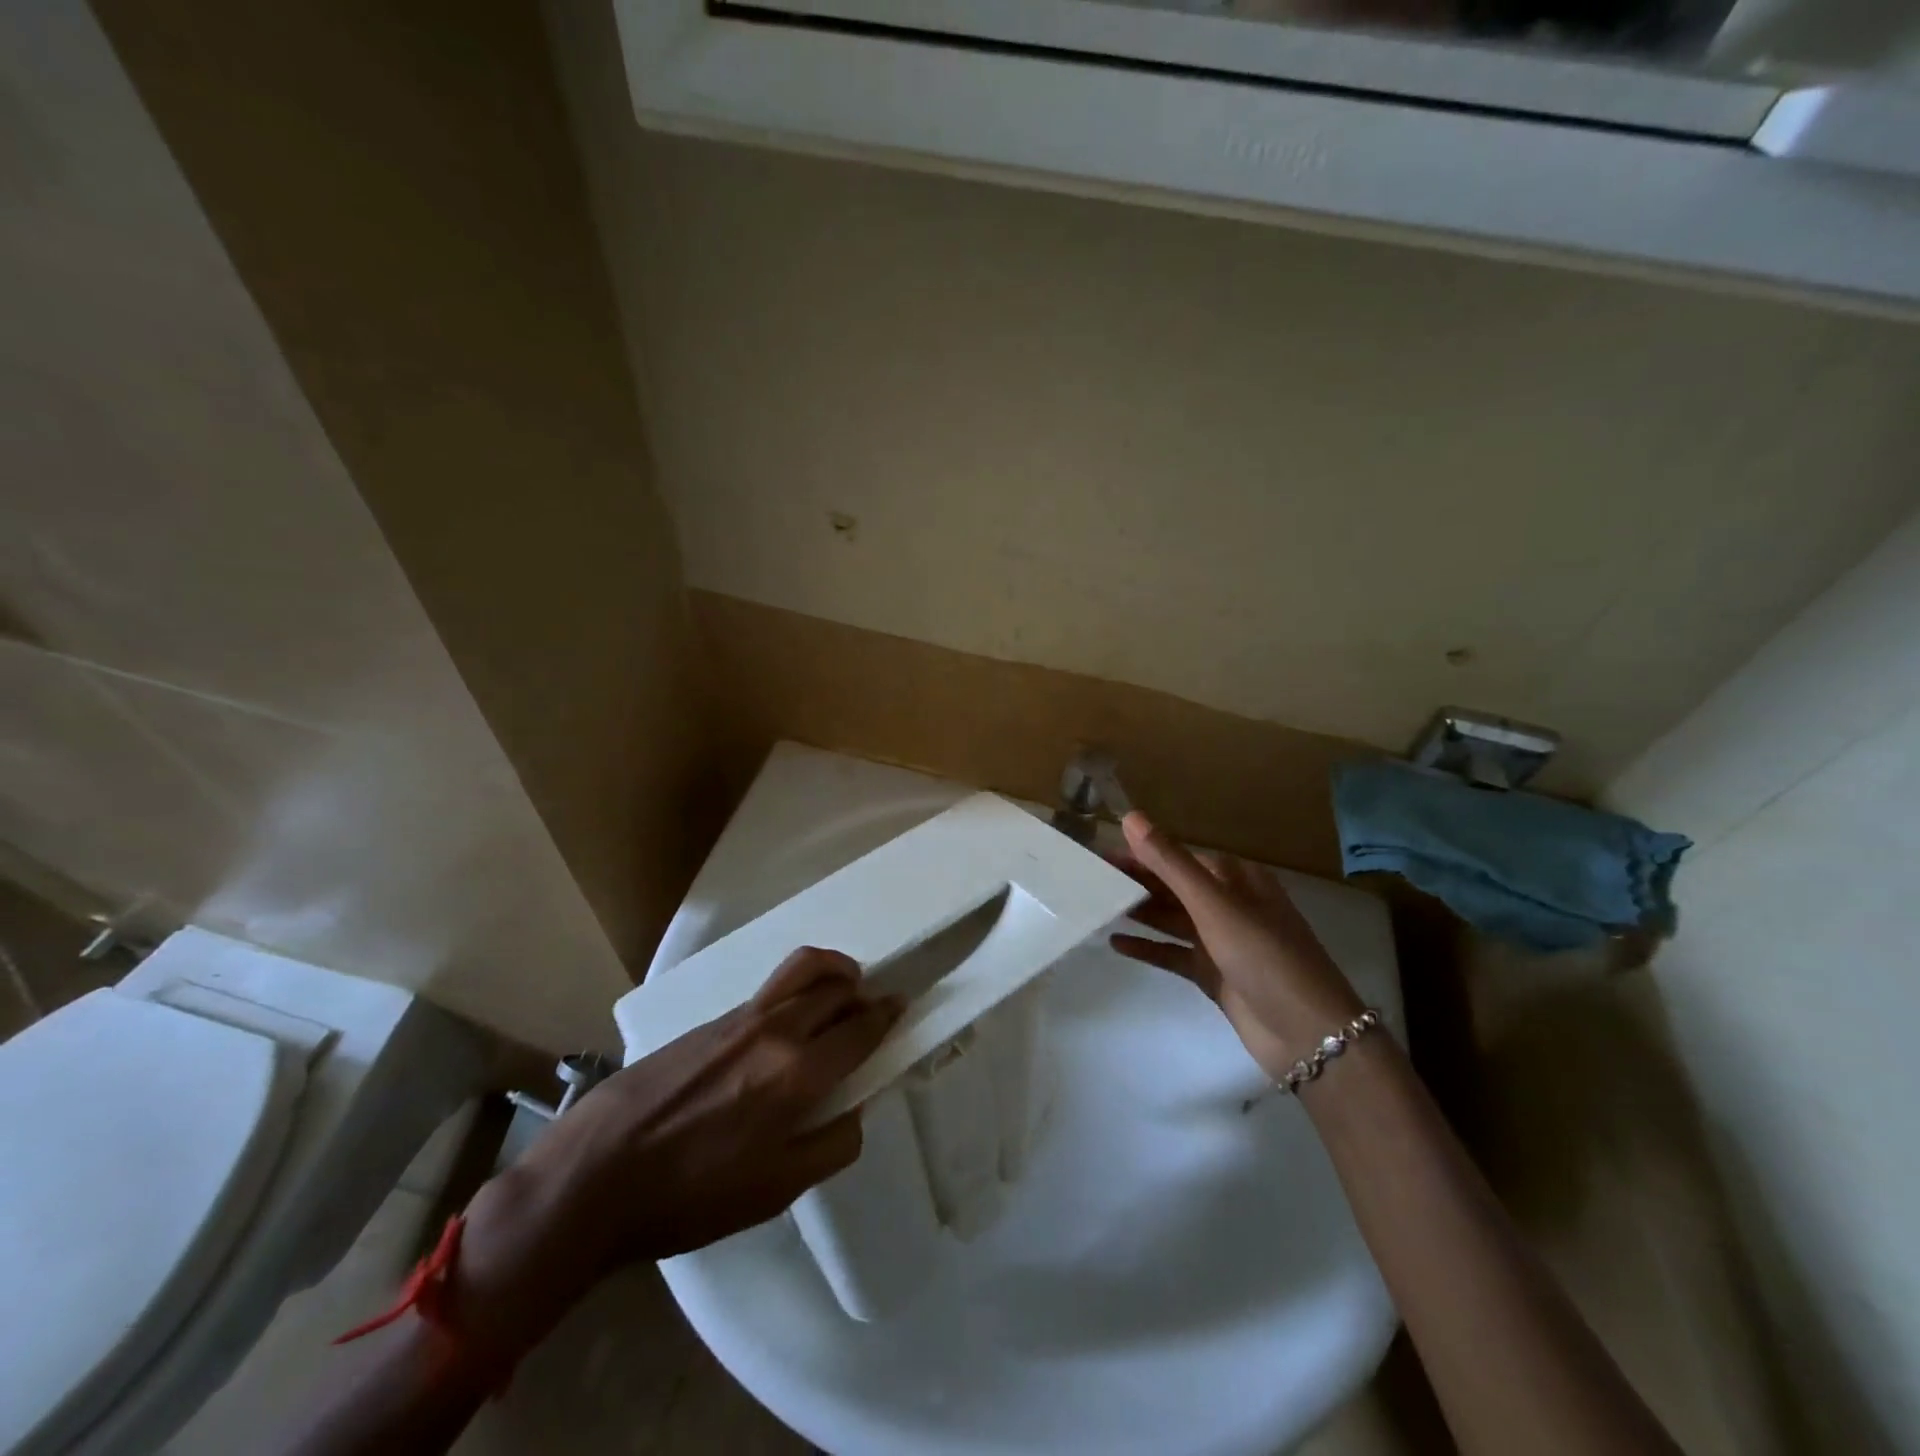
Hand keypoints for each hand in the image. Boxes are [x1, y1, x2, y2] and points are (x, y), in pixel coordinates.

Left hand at [454, 948, 901, 1355]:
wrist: (594, 1174)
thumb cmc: (690, 1195)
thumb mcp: (774, 1191)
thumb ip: (830, 1146)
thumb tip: (854, 1110)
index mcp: (798, 1073)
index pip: (860, 1030)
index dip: (887, 1016)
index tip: (902, 1007)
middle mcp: (776, 1030)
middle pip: (835, 988)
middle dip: (863, 992)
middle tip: (872, 1007)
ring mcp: (739, 1018)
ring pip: (802, 972)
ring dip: (832, 973)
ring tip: (840, 987)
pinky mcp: (709, 1020)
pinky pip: (769, 991)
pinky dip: (795, 991)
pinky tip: (786, 1025)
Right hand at [1111, 812, 1363, 1081]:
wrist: (1307, 1033)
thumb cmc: (1263, 955)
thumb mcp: (1214, 904)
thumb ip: (1170, 862)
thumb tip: (1131, 817)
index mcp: (1235, 879)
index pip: (1178, 857)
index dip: (1140, 853)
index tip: (1100, 854)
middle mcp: (1228, 904)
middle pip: (1172, 887)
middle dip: (1135, 882)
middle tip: (1088, 881)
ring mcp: (1220, 941)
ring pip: (1170, 919)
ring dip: (1138, 912)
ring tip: (1095, 907)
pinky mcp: (1212, 974)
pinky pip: (1172, 953)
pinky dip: (1147, 947)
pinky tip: (1116, 944)